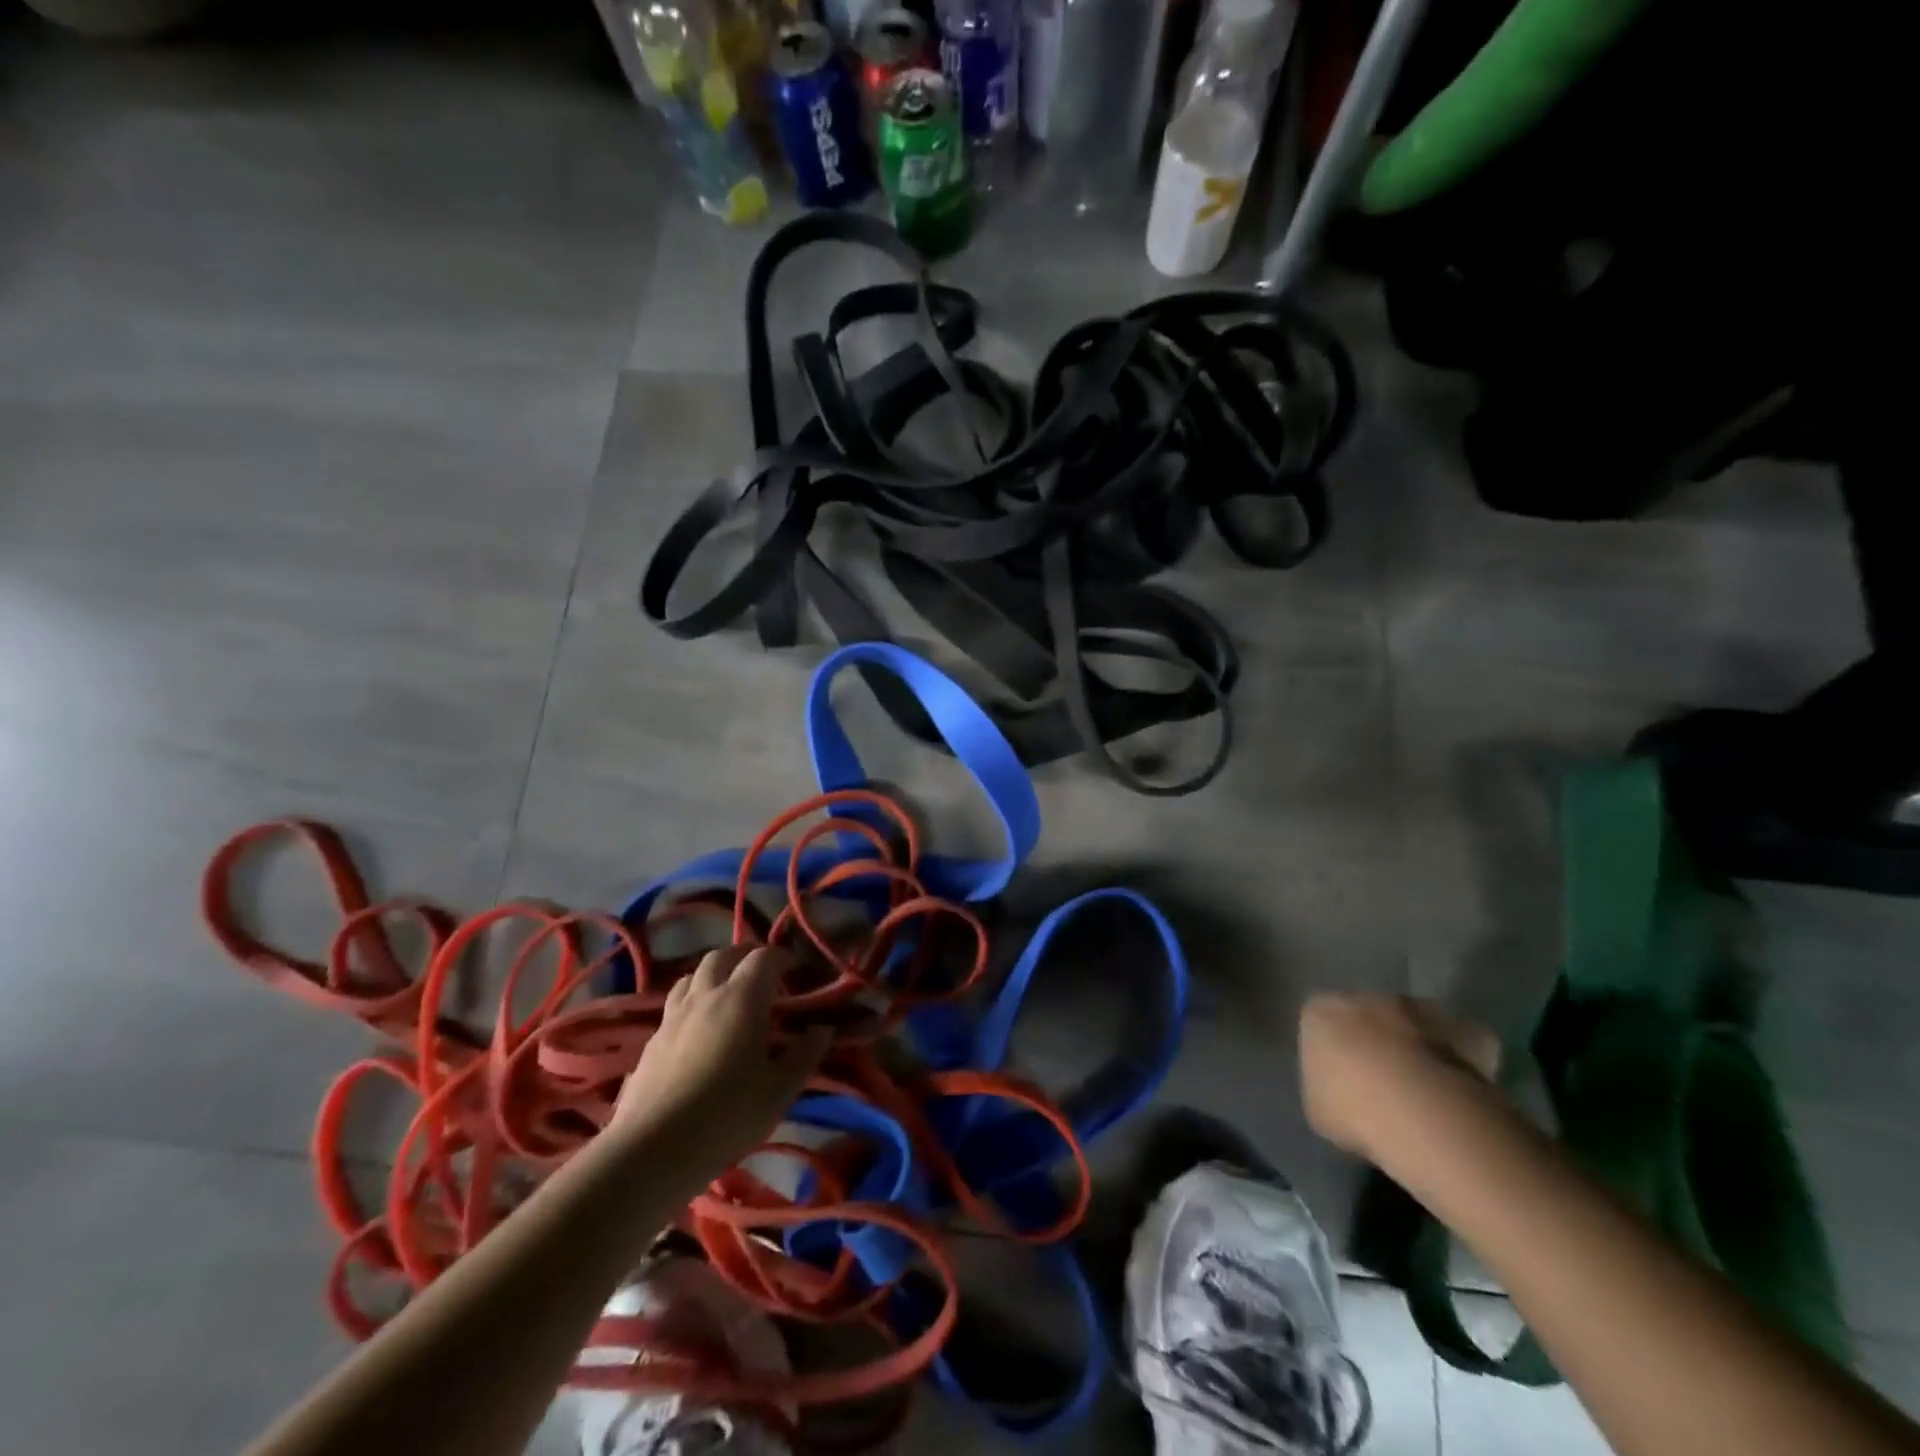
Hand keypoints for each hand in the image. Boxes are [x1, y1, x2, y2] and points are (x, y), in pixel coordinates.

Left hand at [611, 946, 830, 1175]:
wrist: (653, 1149)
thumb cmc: (727, 1115)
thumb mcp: (779, 1091)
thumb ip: (804, 1055)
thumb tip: (822, 1030)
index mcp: (742, 999)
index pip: (763, 957)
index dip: (782, 957)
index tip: (796, 970)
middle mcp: (706, 995)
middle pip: (722, 955)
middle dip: (744, 956)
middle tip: (762, 973)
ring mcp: (674, 1015)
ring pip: (693, 975)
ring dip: (714, 974)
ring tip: (728, 993)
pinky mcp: (652, 1039)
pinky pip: (676, 1003)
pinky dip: (693, 1001)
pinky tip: (699, 1027)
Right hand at [1299, 992, 1501, 1161]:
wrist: (1421, 1114)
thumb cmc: (1352, 1110)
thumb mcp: (1318, 1108)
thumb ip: (1326, 1088)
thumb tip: (1342, 1092)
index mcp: (1321, 1011)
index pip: (1320, 1022)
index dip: (1332, 1052)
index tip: (1342, 1082)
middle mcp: (1367, 998)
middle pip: (1370, 1016)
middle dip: (1376, 1042)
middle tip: (1385, 1085)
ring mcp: (1420, 1009)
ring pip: (1415, 1023)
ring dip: (1418, 1045)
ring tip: (1426, 1091)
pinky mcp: (1466, 1029)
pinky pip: (1463, 1041)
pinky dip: (1465, 1057)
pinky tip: (1464, 1090)